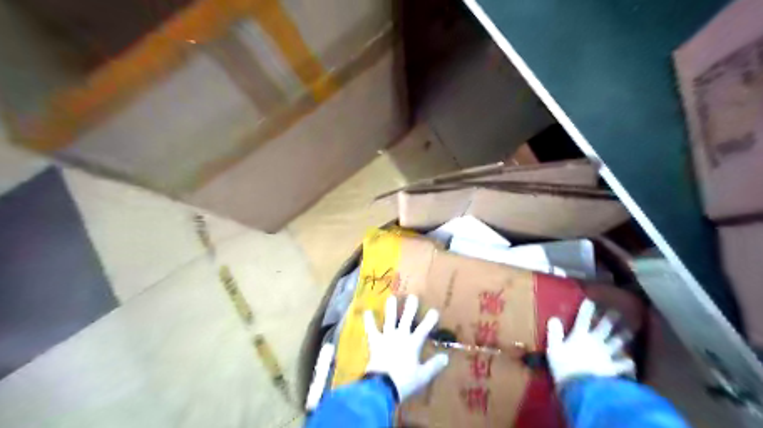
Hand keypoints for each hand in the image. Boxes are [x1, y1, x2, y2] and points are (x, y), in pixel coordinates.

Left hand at [363, 295, 448, 400]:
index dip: (430, 319)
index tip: (434, 310)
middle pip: (407, 319)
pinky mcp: (375, 342)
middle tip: (413, 296)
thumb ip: (434, 365)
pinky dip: (369, 321)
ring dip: (391, 309)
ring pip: (390, 320)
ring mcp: (387, 337)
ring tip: (392, 297)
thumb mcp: (423, 376)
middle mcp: (400, 336)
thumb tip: (446, 357)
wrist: (382, 386)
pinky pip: (371, 329)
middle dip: (410, 308)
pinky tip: (367, 311)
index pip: (424, 329)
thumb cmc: (404, 381)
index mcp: (413, 344)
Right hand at [546, 299, 636, 385]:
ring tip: (630, 331)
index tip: (591, 300)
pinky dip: (628, 362)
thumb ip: (554, 333)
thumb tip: (554, 318)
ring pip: (617, 343)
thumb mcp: (553, 348)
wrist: (579, 387)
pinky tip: (632, 361)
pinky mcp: (612, 368)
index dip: (586, 309)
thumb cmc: (563, 366)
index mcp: (579, 336)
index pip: (583, 319)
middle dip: (610, 319)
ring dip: (623, 337)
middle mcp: (595, 342)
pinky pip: (623, 365)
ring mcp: (606, 355)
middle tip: (616, 311)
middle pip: (604, 328)